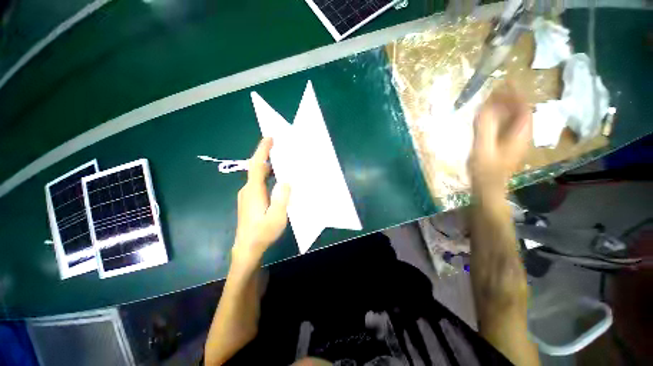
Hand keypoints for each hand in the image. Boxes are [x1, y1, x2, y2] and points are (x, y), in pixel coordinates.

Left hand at [232, 138, 290, 266]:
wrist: (247, 249)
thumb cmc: (262, 234)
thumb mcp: (276, 217)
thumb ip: (281, 198)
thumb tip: (286, 181)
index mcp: (253, 191)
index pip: (256, 166)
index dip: (262, 151)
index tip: (269, 138)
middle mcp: (247, 190)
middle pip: (256, 168)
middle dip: (267, 156)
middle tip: (281, 148)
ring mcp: (247, 196)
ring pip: (257, 176)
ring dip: (268, 167)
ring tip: (282, 162)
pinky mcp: (249, 201)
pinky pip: (258, 183)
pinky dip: (267, 176)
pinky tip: (277, 179)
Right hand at [469, 84, 531, 195]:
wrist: (489, 188)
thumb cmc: (486, 169)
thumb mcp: (483, 147)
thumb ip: (484, 126)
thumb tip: (484, 106)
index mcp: (520, 134)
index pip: (523, 107)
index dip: (516, 94)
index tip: (505, 82)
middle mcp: (523, 135)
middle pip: (521, 112)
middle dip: (510, 99)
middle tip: (496, 91)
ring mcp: (516, 142)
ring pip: (516, 119)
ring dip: (506, 108)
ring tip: (492, 101)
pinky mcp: (509, 147)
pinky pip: (509, 127)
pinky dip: (502, 119)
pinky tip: (492, 119)